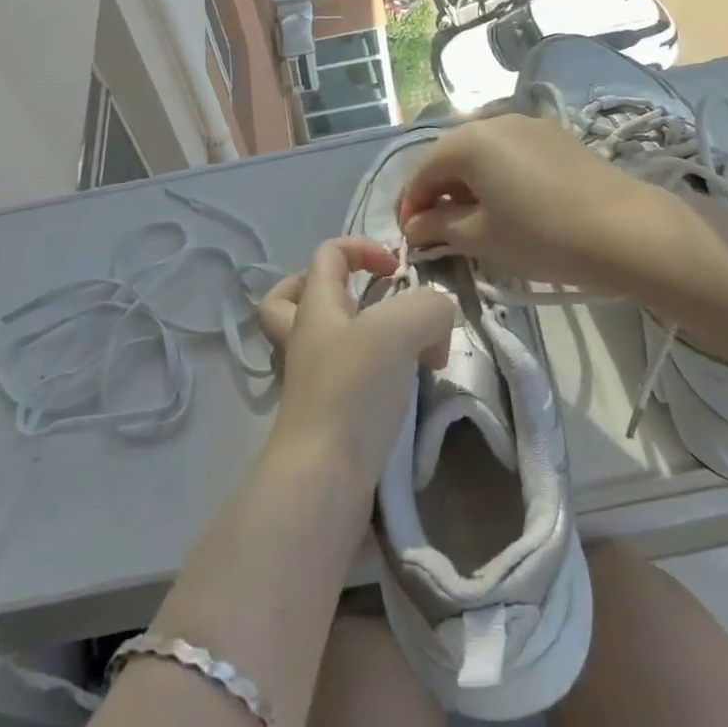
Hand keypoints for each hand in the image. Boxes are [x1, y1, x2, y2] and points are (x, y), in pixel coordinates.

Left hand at [257, 238, 455, 490]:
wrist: (324, 478)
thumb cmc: (354, 390)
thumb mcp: (402, 329)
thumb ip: (429, 308)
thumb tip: (437, 318)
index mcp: (315, 307)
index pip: (328, 254)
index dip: (363, 248)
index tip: (398, 272)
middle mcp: (304, 338)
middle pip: (290, 298)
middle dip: (329, 290)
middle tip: (365, 301)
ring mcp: (308, 381)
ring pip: (319, 341)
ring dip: (356, 335)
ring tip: (400, 349)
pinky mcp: (324, 418)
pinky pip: (342, 380)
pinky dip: (370, 376)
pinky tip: (400, 388)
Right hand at [397, 113, 668, 288]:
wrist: (627, 230)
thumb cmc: (543, 235)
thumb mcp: (482, 237)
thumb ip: (439, 226)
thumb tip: (414, 226)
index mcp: (468, 141)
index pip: (422, 171)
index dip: (411, 205)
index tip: (411, 237)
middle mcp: (492, 120)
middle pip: (450, 156)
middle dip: (438, 191)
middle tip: (438, 229)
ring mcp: (527, 123)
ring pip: (480, 151)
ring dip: (466, 182)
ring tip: (473, 218)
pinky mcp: (554, 134)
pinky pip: (509, 150)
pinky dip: (496, 173)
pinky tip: (508, 202)